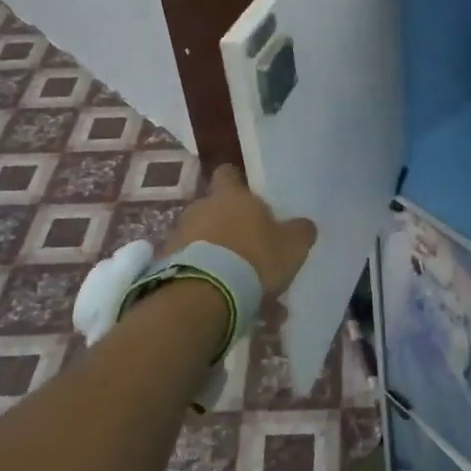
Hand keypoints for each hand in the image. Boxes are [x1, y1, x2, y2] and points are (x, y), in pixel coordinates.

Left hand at [163, 165, 316, 296]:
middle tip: (248, 246)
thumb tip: (304, 225)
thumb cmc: (254, 259)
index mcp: (231, 196)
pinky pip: (190, 265)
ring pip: (201, 239)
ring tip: (235, 280)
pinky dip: (203, 276)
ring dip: (215, 253)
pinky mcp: (165, 265)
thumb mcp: (292, 246)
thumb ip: (300, 231)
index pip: (228, 174)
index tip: (247, 195)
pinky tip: (220, 296)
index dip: (237, 182)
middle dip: (228, 224)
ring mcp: (179, 236)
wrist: (204, 295)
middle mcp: (200, 208)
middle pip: (213, 208)